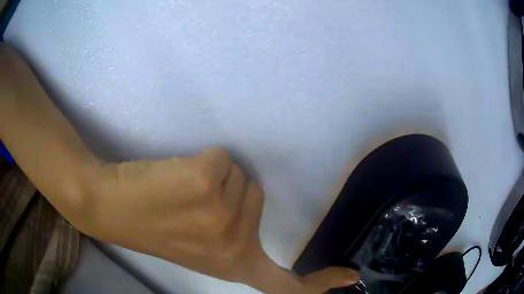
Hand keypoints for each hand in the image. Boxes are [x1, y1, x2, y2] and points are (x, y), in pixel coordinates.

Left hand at [80, 147, 358, 292]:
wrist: (110, 207)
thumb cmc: (153, 225)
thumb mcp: (199, 246)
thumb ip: (231, 241)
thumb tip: (254, 217)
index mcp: (233, 263)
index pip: (288, 286)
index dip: (321, 284)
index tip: (350, 276)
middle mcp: (234, 246)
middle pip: (257, 195)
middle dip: (229, 193)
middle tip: (192, 205)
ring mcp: (220, 215)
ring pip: (239, 174)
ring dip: (214, 178)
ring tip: (181, 192)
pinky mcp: (204, 183)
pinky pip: (220, 158)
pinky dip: (202, 161)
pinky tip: (175, 177)